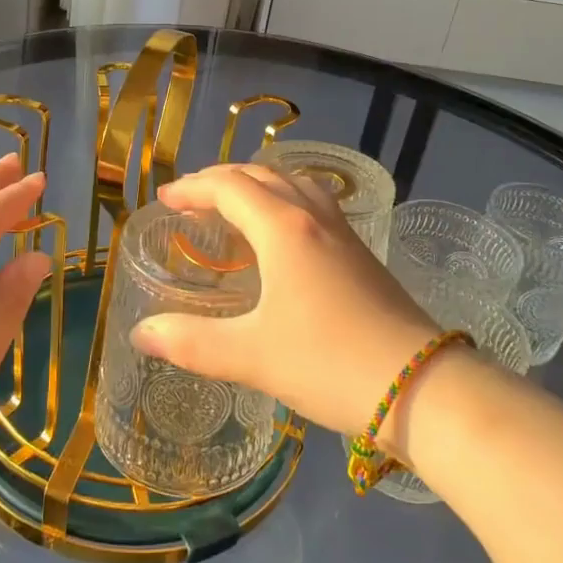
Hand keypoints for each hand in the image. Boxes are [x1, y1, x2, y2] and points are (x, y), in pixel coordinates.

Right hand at [131, 164, 438, 438]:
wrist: (421, 386)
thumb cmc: (328, 362)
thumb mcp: (250, 356)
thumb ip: (191, 342)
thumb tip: (141, 333)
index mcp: (284, 229)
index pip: (229, 188)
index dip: (193, 188)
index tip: (165, 200)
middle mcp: (313, 218)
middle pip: (262, 176)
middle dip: (221, 181)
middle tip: (191, 200)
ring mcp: (343, 233)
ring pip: (294, 185)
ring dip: (257, 185)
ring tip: (233, 207)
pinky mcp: (362, 254)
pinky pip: (314, 204)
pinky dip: (284, 202)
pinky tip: (283, 235)